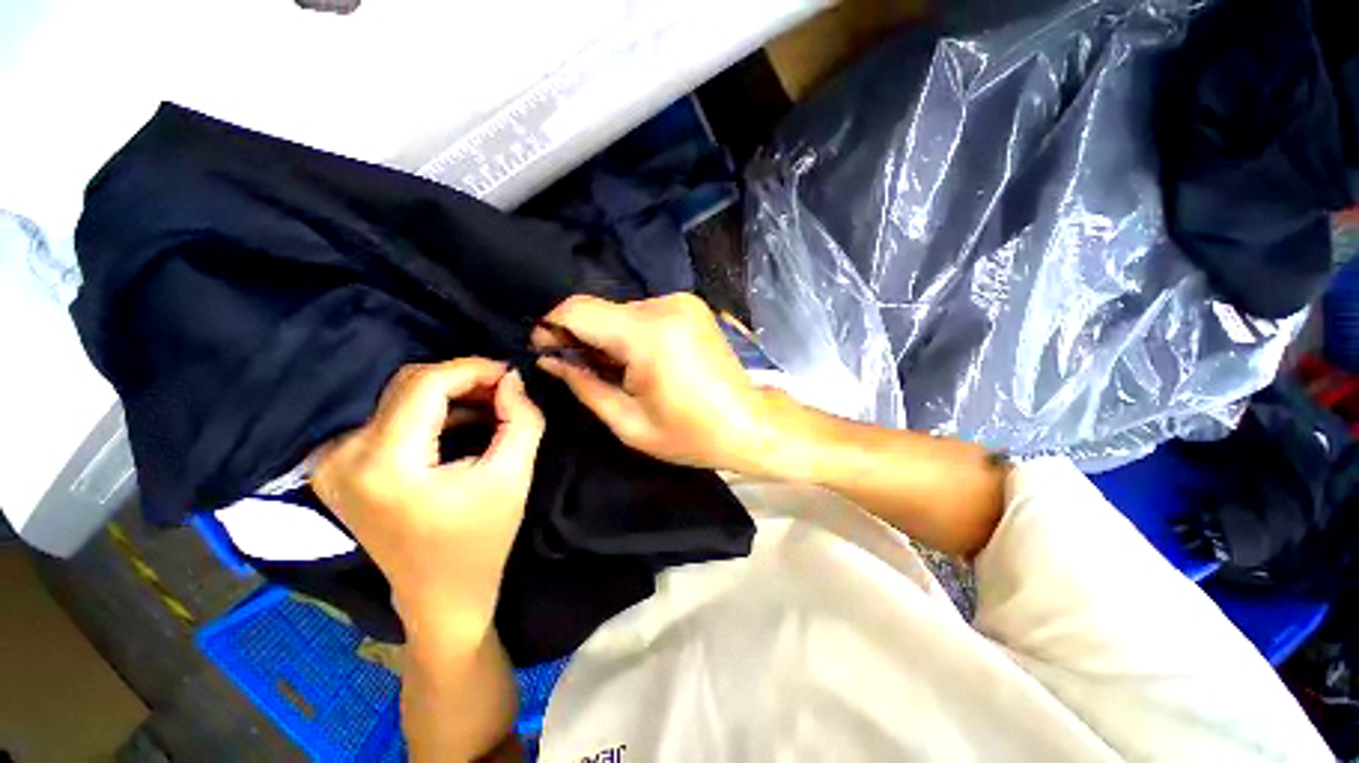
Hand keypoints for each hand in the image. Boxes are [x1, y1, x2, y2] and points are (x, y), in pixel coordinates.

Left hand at [311, 359, 544, 641]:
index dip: (473, 369)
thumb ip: (522, 418)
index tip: (510, 373)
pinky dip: (430, 411)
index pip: (426, 384)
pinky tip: (461, 422)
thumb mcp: (514, 475)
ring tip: (490, 407)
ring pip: (399, 396)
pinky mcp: (339, 467)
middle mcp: (344, 457)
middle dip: (464, 379)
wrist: (440, 594)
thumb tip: (512, 378)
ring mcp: (333, 462)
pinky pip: (389, 416)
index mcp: (385, 464)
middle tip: (505, 391)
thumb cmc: (482, 538)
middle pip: (409, 384)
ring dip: (449, 394)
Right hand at [531, 293, 771, 472]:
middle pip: (600, 310)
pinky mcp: (692, 306)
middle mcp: (665, 305)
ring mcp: (682, 302)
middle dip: (583, 338)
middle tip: (586, 373)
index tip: (547, 353)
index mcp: (648, 334)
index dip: (552, 328)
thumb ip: (584, 385)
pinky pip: (645, 314)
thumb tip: (548, 360)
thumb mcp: (628, 422)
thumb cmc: (691, 434)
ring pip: (622, 312)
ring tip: (621, 373)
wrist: (749, 424)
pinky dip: (633, 334)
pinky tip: (643, 362)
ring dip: (610, 338)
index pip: (577, 310)